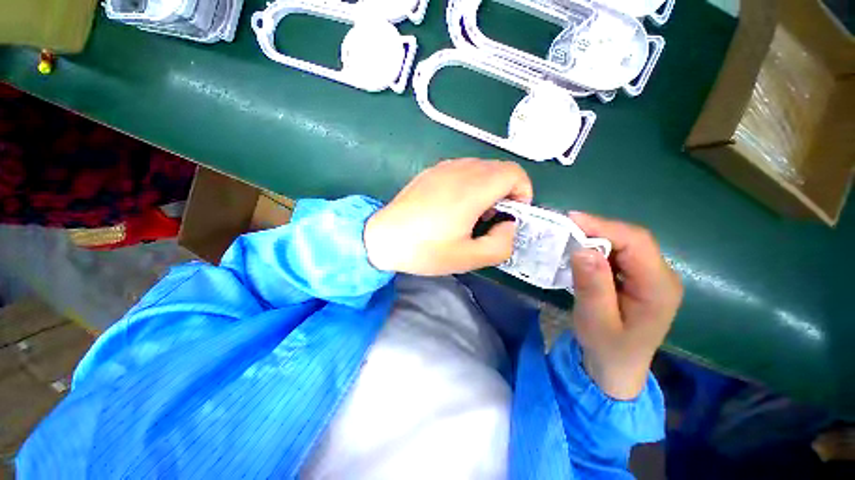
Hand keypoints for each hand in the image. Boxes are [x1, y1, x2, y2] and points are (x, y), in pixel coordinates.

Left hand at [364, 159, 532, 274]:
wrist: (383, 238)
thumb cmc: (425, 250)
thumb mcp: (469, 258)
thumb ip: (502, 244)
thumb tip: (508, 225)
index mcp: (472, 189)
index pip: (514, 173)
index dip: (523, 192)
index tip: (512, 214)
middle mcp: (460, 170)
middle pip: (499, 169)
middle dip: (506, 192)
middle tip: (491, 219)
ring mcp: (443, 168)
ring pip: (481, 167)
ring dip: (488, 187)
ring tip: (472, 214)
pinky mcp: (430, 171)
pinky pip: (462, 169)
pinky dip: (470, 183)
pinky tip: (454, 205)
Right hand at [568, 212, 682, 399]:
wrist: (618, 367)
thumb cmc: (607, 348)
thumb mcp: (595, 321)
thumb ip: (592, 286)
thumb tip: (583, 249)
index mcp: (658, 288)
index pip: (637, 244)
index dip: (604, 227)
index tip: (571, 221)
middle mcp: (662, 276)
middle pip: (633, 239)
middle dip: (598, 229)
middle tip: (565, 228)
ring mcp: (652, 276)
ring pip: (625, 243)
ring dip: (596, 237)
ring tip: (569, 236)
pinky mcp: (638, 277)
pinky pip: (619, 252)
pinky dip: (598, 247)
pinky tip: (581, 251)